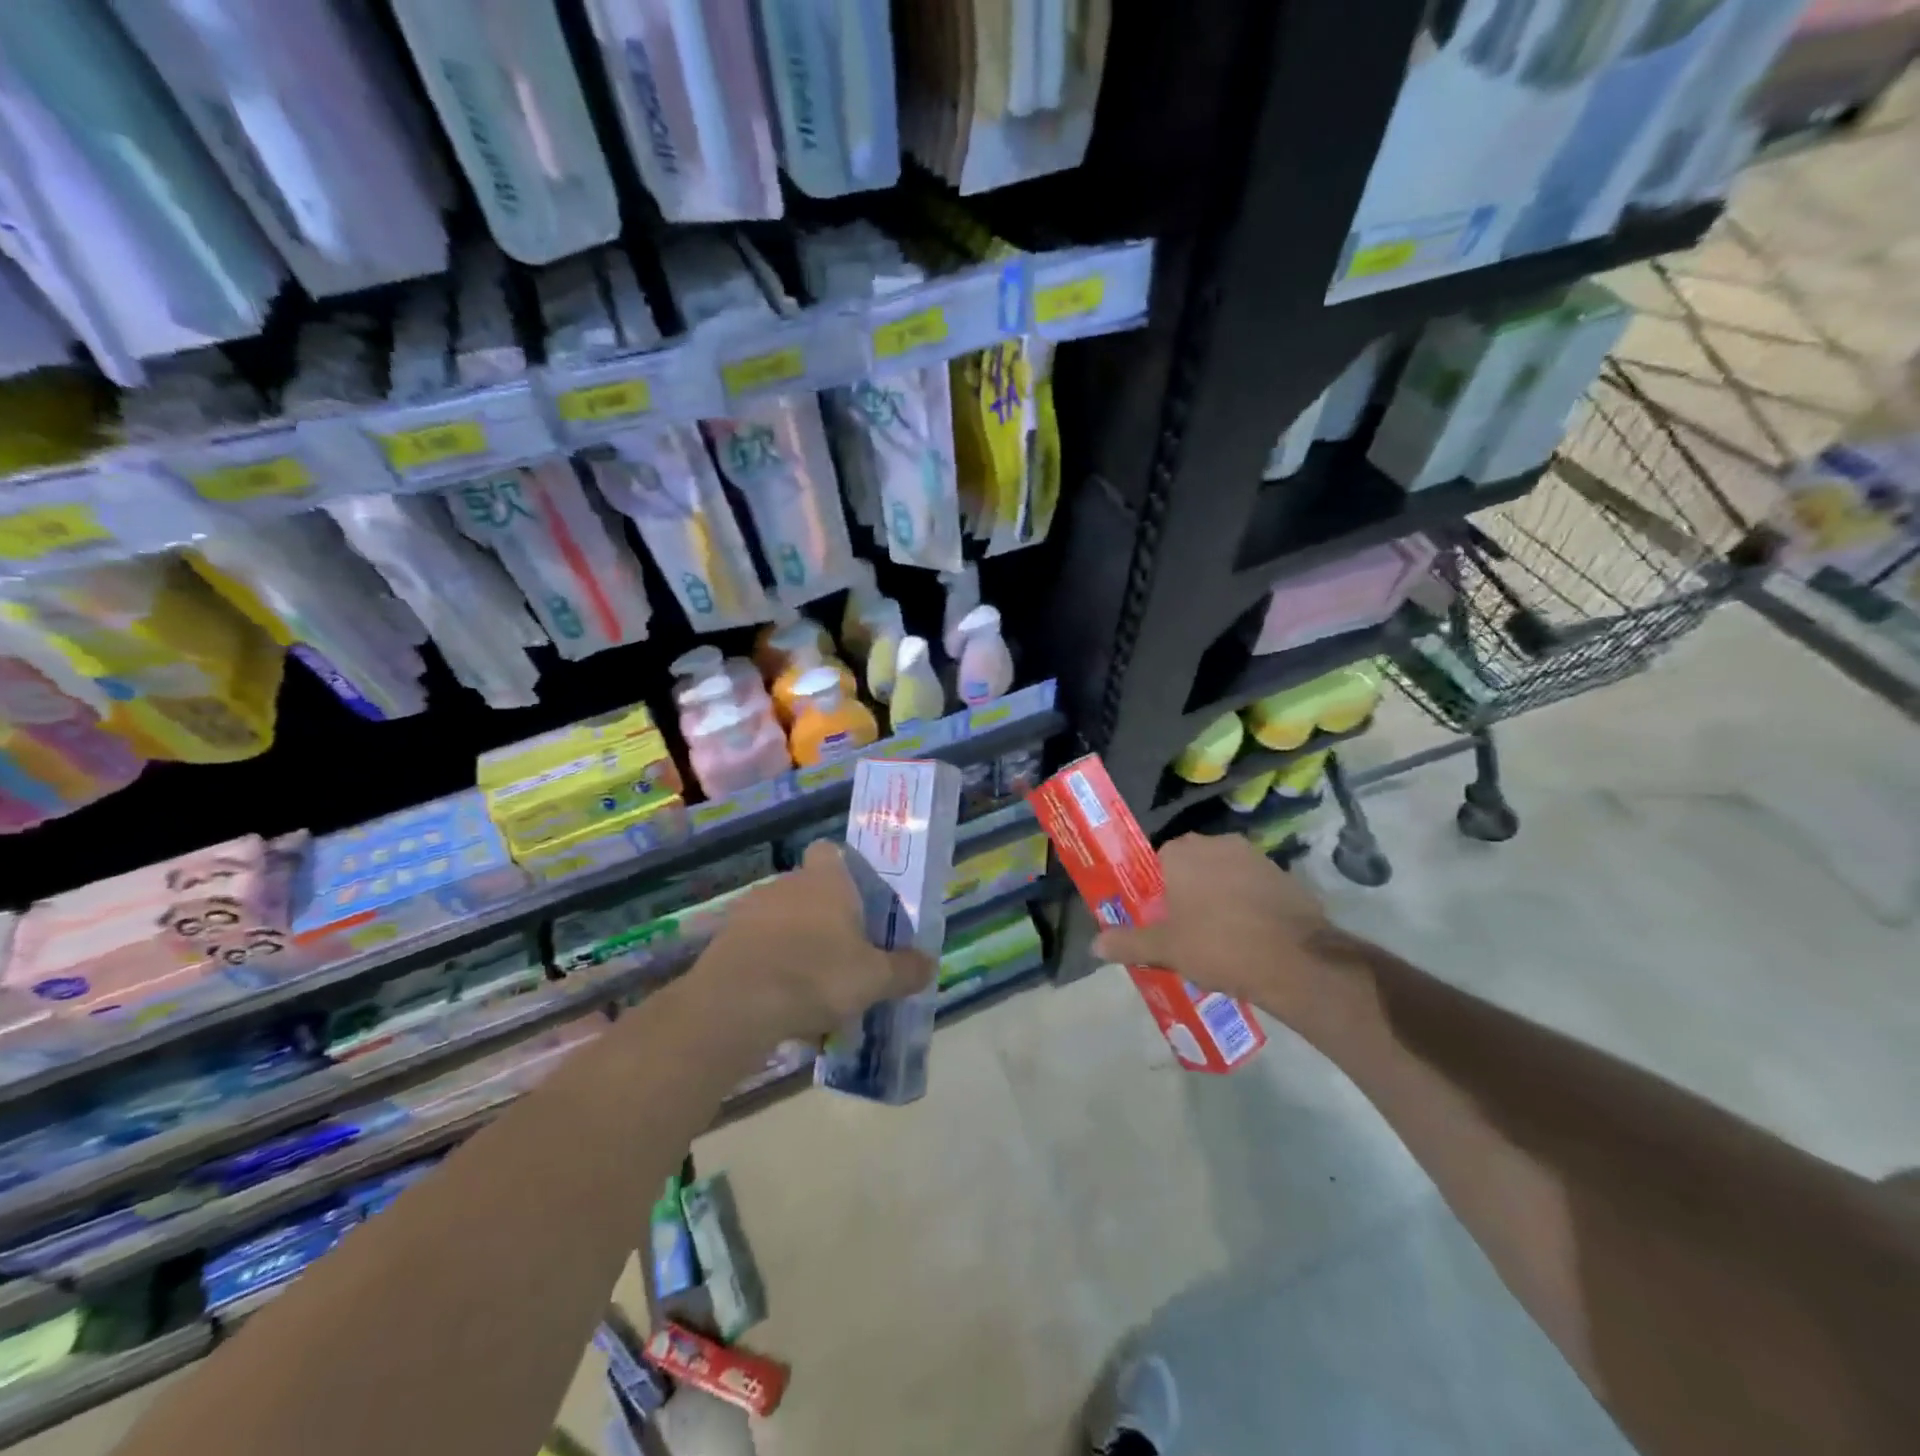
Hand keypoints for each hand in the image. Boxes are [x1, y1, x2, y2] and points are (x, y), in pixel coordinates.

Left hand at [697, 841, 934, 1041]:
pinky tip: (779, 1000)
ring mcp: (750, 910)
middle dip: (823, 916)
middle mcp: (786, 884)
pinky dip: (768, 964)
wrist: (737, 1006)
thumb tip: (929, 964)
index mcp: (826, 881)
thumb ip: (905, 970)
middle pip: (808, 889)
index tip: (855, 899)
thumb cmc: (817, 976)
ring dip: (793, 941)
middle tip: (842, 953)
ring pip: (780, 918)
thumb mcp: (875, 979)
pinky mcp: (724, 940)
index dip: (842, 869)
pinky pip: (756, 946)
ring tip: (810, 984)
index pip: (830, 851)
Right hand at [1092, 834, 1335, 1027]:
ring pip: (1224, 875)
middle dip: (1188, 892)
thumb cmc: (1217, 945)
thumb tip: (1094, 945)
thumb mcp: (1165, 949)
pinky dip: (1248, 905)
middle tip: (1186, 931)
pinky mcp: (1284, 875)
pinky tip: (1249, 937)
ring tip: (1219, 938)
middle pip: (1192, 866)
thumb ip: (1128, 943)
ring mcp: (1255, 857)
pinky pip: (1254, 888)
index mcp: (1182, 852)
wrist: (1294, 960)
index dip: (1157, 892)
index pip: (1158, 863)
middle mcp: (1217, 843)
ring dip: (1219, 897)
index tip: (1160, 920)